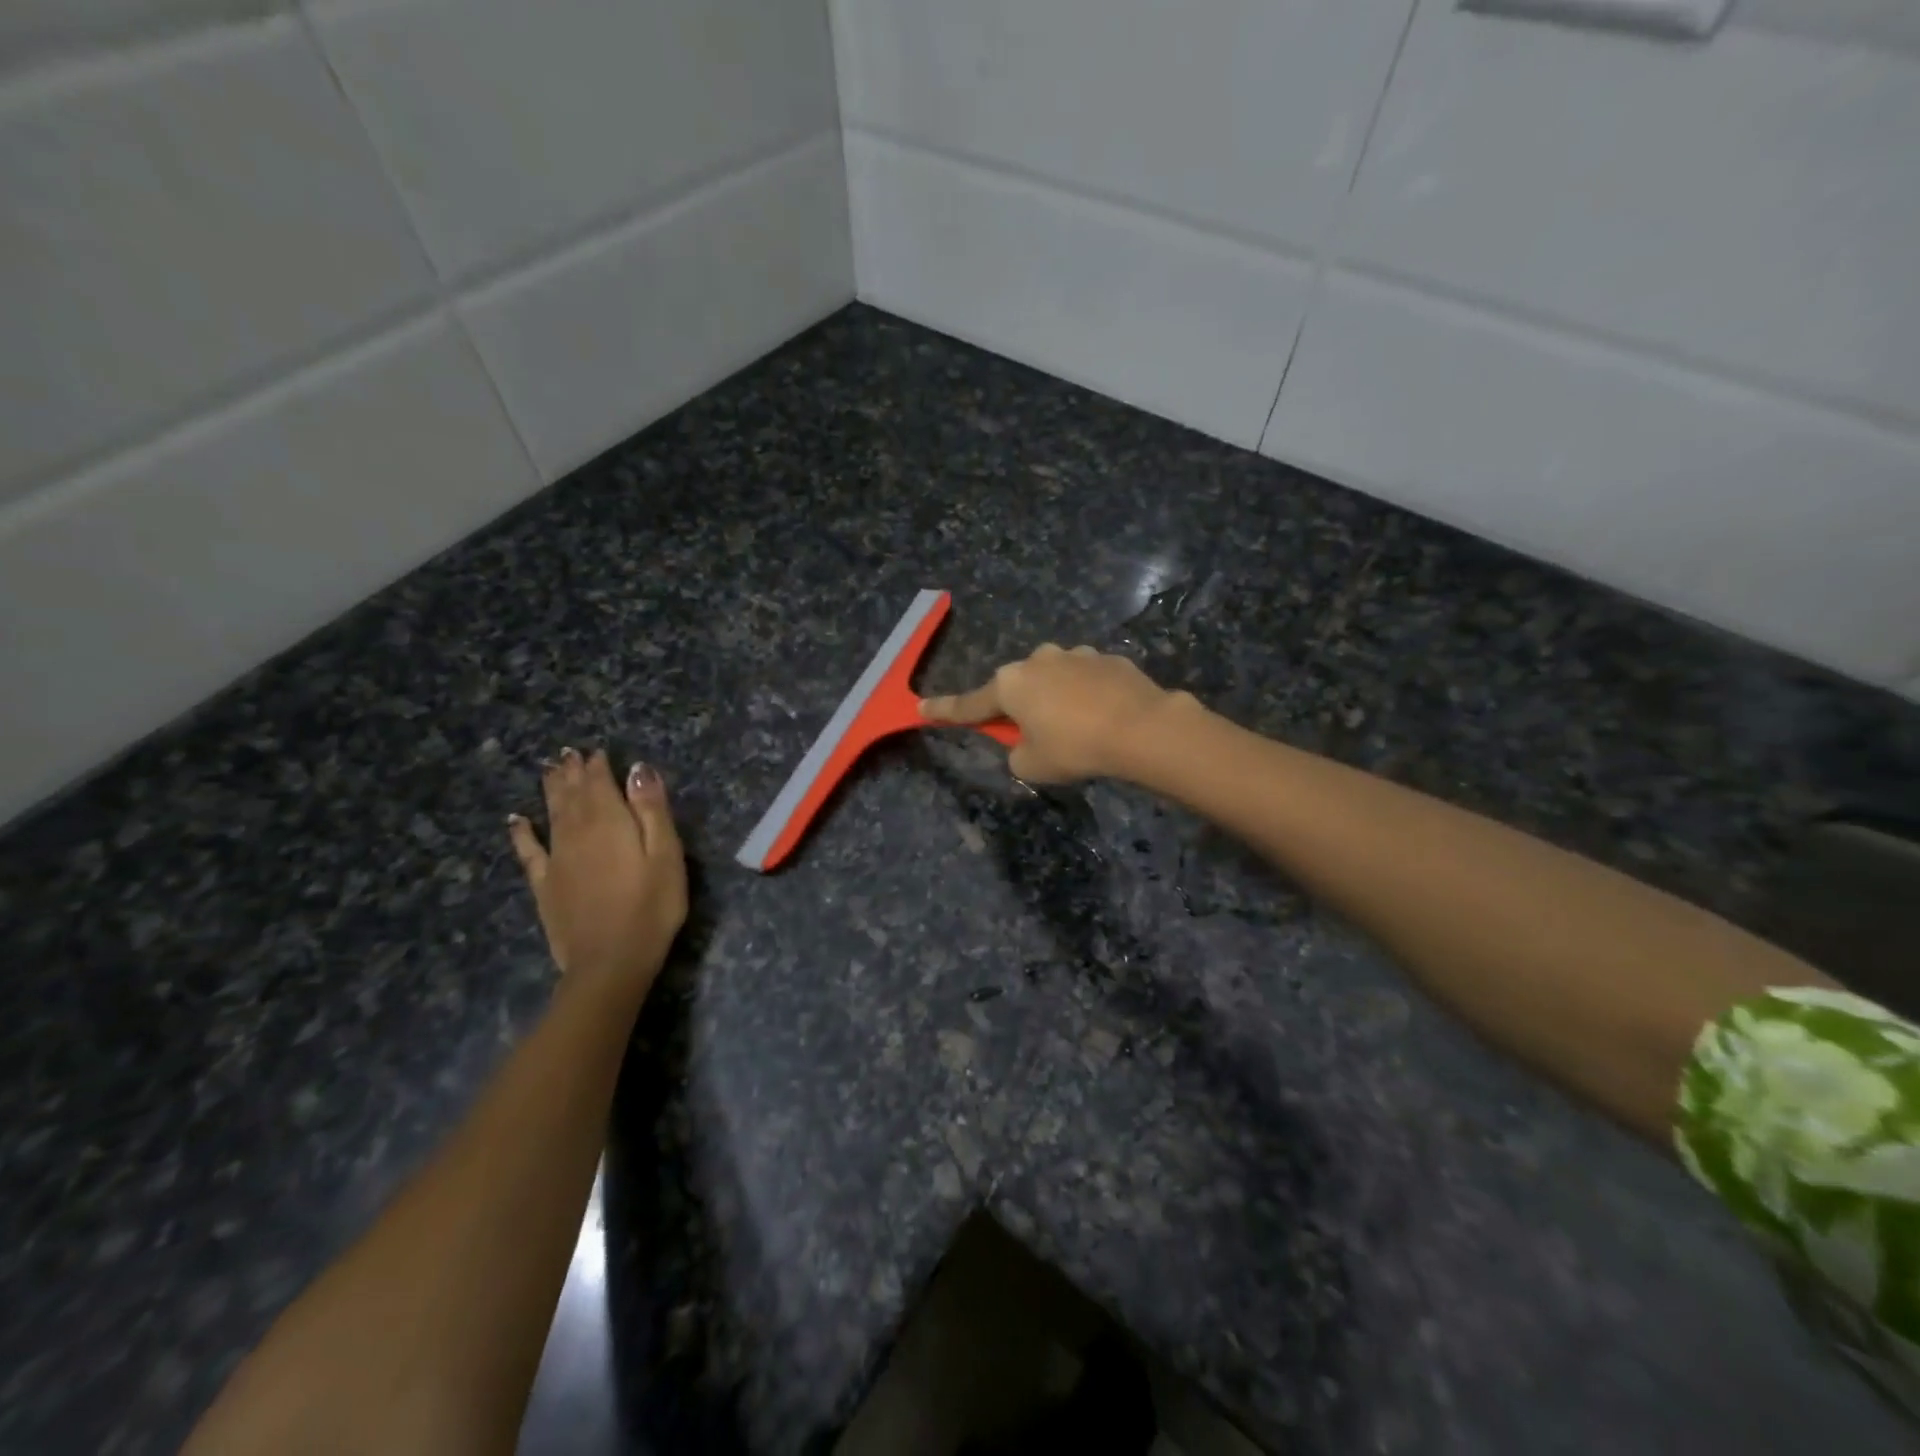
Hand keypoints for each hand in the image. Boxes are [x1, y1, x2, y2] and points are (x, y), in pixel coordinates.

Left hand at [508, 748, 686, 994]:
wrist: (610, 962)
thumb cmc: (651, 907)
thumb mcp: (666, 855)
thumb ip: (651, 810)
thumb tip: (638, 768)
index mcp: (610, 823)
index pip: (600, 784)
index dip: (598, 766)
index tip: (597, 751)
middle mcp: (577, 833)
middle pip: (572, 795)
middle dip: (571, 772)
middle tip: (567, 753)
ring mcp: (556, 860)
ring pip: (551, 814)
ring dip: (550, 790)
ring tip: (548, 770)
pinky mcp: (544, 885)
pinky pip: (528, 851)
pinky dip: (521, 832)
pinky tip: (515, 820)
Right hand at [920, 645, 1186, 783]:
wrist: (1141, 728)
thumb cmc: (1075, 748)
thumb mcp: (1032, 765)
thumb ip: (1017, 752)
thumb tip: (1026, 743)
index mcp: (1010, 685)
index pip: (969, 704)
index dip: (945, 710)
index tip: (921, 707)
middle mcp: (1037, 661)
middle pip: (1017, 687)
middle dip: (1019, 707)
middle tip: (1035, 735)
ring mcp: (1075, 655)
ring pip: (1054, 678)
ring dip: (1056, 698)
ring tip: (1079, 727)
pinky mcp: (1108, 659)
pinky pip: (1086, 679)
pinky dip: (1088, 695)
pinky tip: (1104, 715)